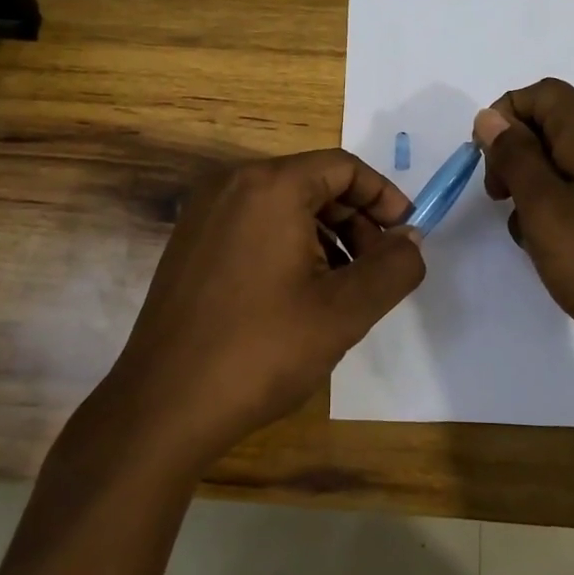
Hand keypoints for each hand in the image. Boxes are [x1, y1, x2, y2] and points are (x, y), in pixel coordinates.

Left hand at [101, 150, 424, 469]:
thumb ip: (394, 267)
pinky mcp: (189, 244)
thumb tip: (410, 240)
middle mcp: (231, 184)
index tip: (406, 235)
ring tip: (343, 289)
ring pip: (283, 207)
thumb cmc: (261, 350)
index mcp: (269, 185)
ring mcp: (203, 214)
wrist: (164, 406)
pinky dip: (289, 247)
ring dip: (325, 237)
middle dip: (356, 221)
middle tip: (377, 270)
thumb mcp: (345, 310)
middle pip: (313, 183)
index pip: (343, 168)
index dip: (384, 197)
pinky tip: (300, 296)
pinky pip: (254, 226)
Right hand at [474, 78, 573, 387]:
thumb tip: (490, 118)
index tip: (487, 163)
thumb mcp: (546, 208)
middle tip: (501, 199)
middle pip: (550, 126)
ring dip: (534, 192)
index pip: (539, 93)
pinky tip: (556, 254)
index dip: (504, 116)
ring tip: (531, 236)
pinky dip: (559, 215)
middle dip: (514, 156)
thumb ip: (515, 158)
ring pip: (563, 166)